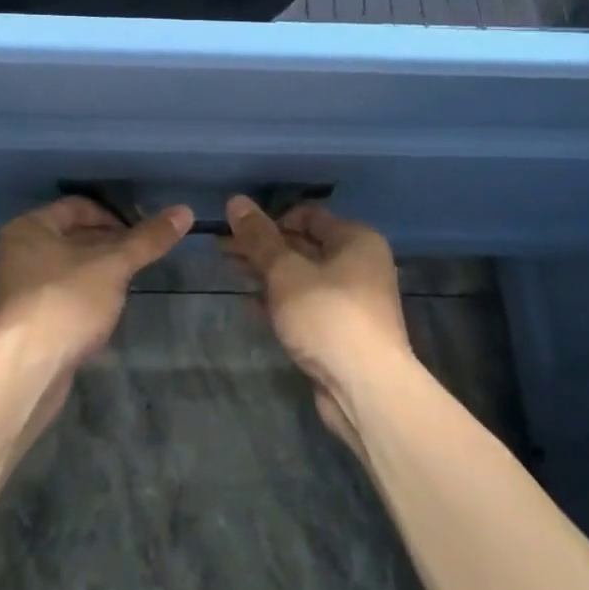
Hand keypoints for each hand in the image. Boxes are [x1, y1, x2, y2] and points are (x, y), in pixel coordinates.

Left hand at [0, 196, 192, 412]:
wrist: (24, 370)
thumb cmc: (66, 302)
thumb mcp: (113, 266)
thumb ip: (147, 240)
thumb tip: (185, 211)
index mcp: (27, 228)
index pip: (76, 207)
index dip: (113, 217)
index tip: (139, 238)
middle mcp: (13, 252)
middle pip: (69, 236)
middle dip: (106, 246)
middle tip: (137, 261)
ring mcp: (12, 288)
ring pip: (63, 268)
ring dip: (94, 273)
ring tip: (124, 287)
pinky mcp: (18, 320)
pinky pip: (55, 294)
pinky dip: (78, 296)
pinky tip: (100, 313)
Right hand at [222, 197, 414, 450]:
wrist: (366, 388)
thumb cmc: (328, 316)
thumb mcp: (286, 272)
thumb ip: (259, 238)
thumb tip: (236, 201)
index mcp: (355, 240)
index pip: (308, 215)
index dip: (271, 218)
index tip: (238, 229)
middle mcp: (359, 264)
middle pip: (303, 245)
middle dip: (263, 247)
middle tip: (222, 248)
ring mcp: (351, 300)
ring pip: (301, 277)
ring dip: (267, 273)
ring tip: (230, 270)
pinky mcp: (340, 331)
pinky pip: (305, 305)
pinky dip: (279, 301)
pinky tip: (250, 303)